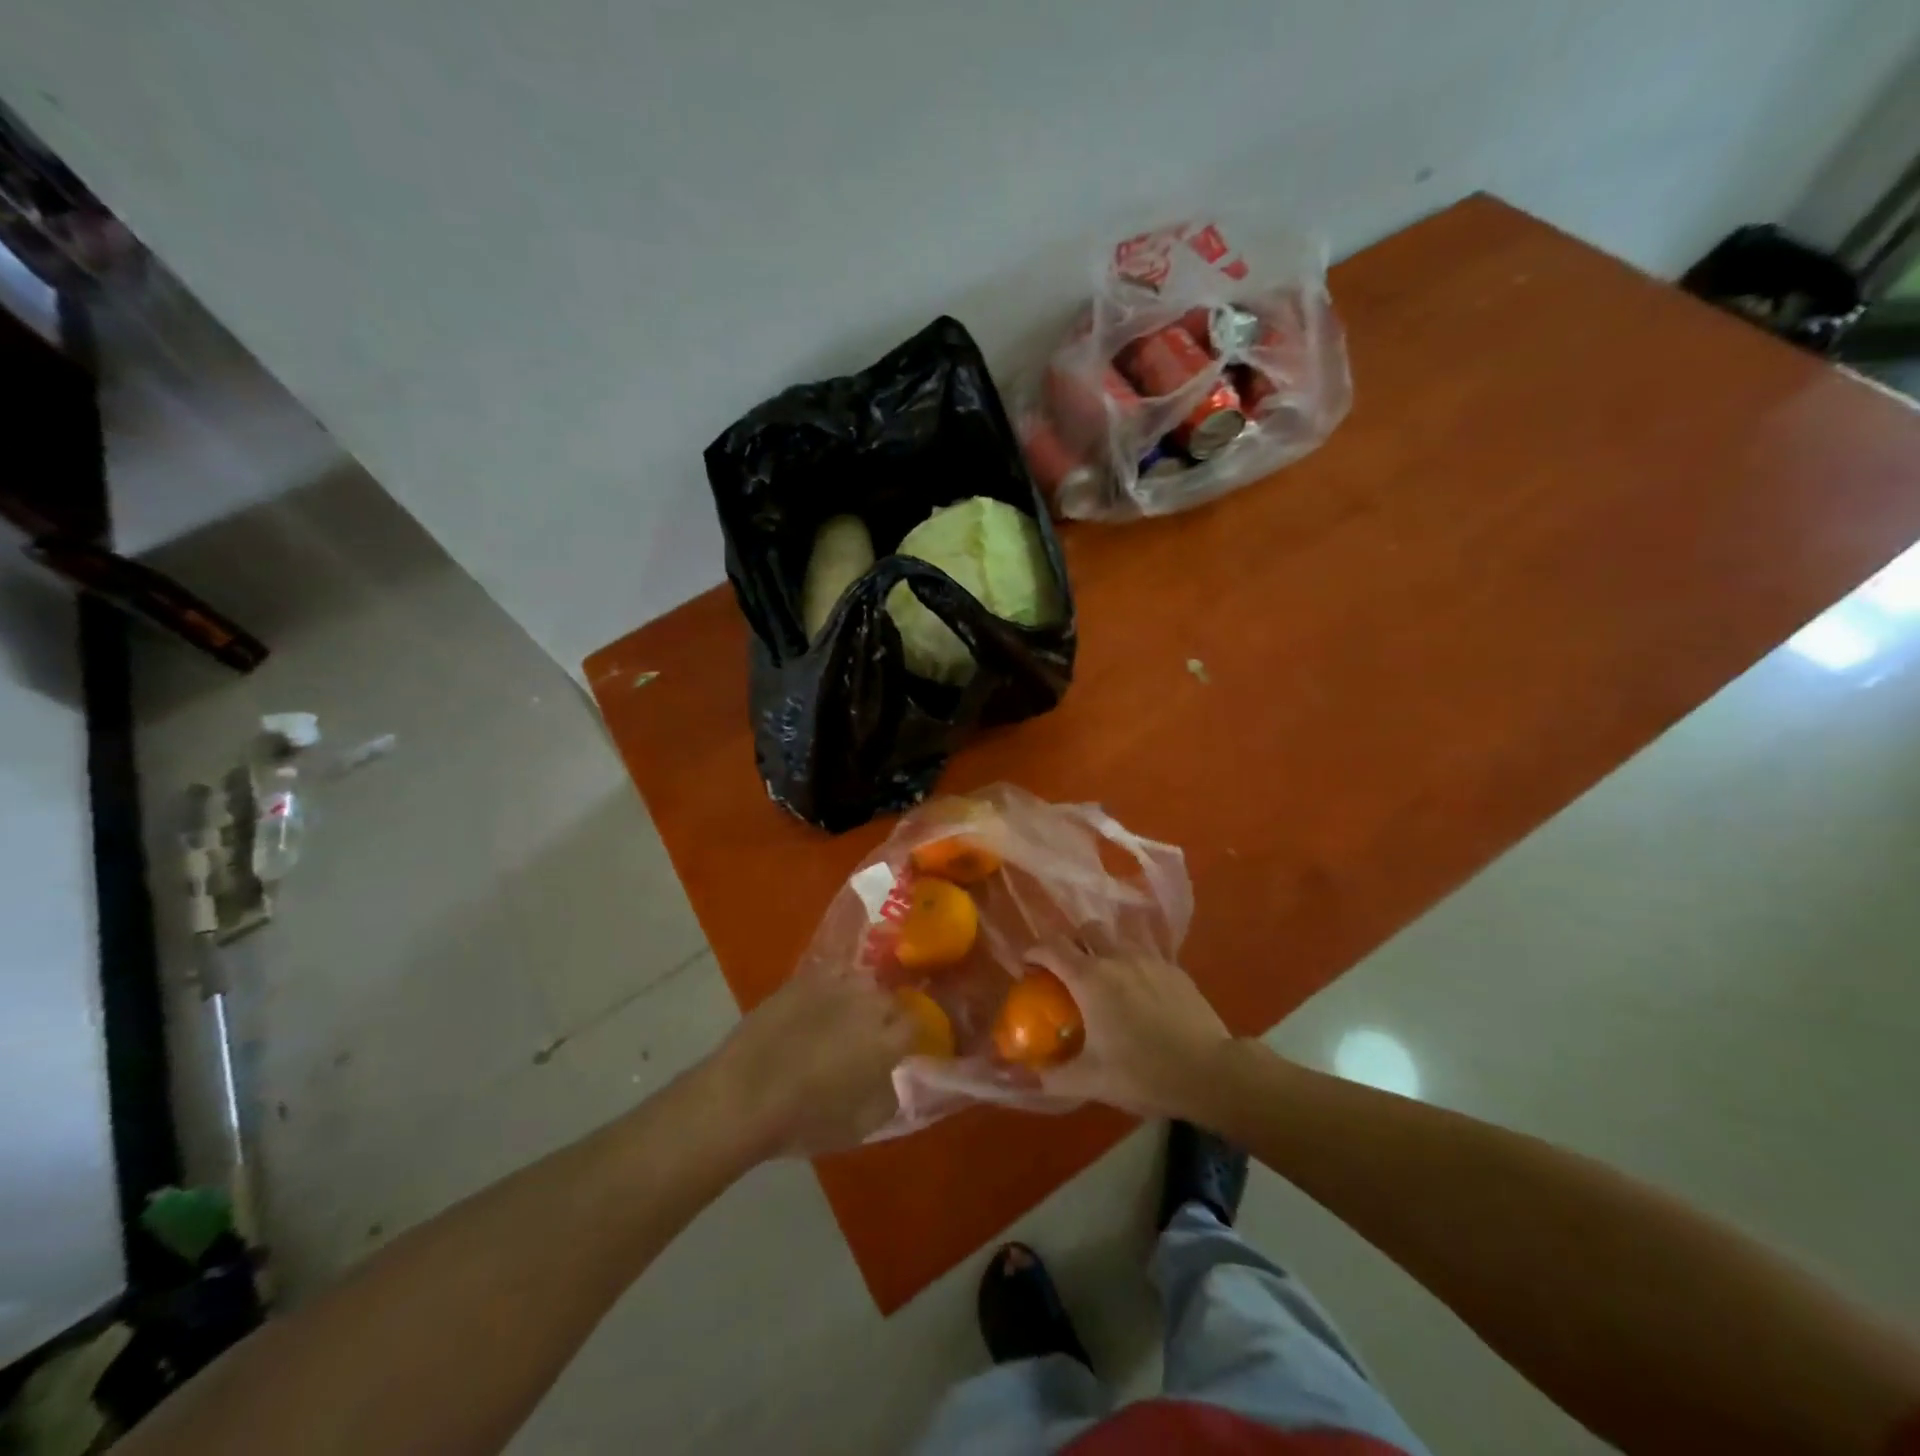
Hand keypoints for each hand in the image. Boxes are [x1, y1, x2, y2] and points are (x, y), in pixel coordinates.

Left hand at [708, 959, 915, 1158]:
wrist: (744, 1095)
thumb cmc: (804, 1120)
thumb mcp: (858, 1128)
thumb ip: (887, 1099)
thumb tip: (892, 1080)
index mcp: (886, 1042)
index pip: (915, 1024)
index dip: (906, 1036)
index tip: (897, 1049)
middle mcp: (869, 1005)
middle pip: (890, 999)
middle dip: (885, 1015)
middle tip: (869, 1036)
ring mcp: (836, 986)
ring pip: (864, 981)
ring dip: (861, 996)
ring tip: (845, 1014)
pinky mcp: (805, 978)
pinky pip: (834, 969)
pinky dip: (834, 981)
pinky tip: (822, 998)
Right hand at [1030, 946, 1234, 1120]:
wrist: (1209, 1071)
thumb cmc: (1143, 1072)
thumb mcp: (1092, 1082)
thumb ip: (1053, 1077)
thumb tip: (1027, 1077)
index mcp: (1089, 978)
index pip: (1052, 947)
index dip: (1034, 951)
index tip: (1028, 966)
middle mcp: (1117, 958)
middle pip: (1087, 929)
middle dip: (1073, 942)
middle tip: (1069, 969)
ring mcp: (1150, 960)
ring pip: (1119, 938)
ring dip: (1105, 949)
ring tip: (1106, 978)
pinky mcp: (1175, 970)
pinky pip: (1146, 955)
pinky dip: (1134, 964)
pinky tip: (1140, 992)